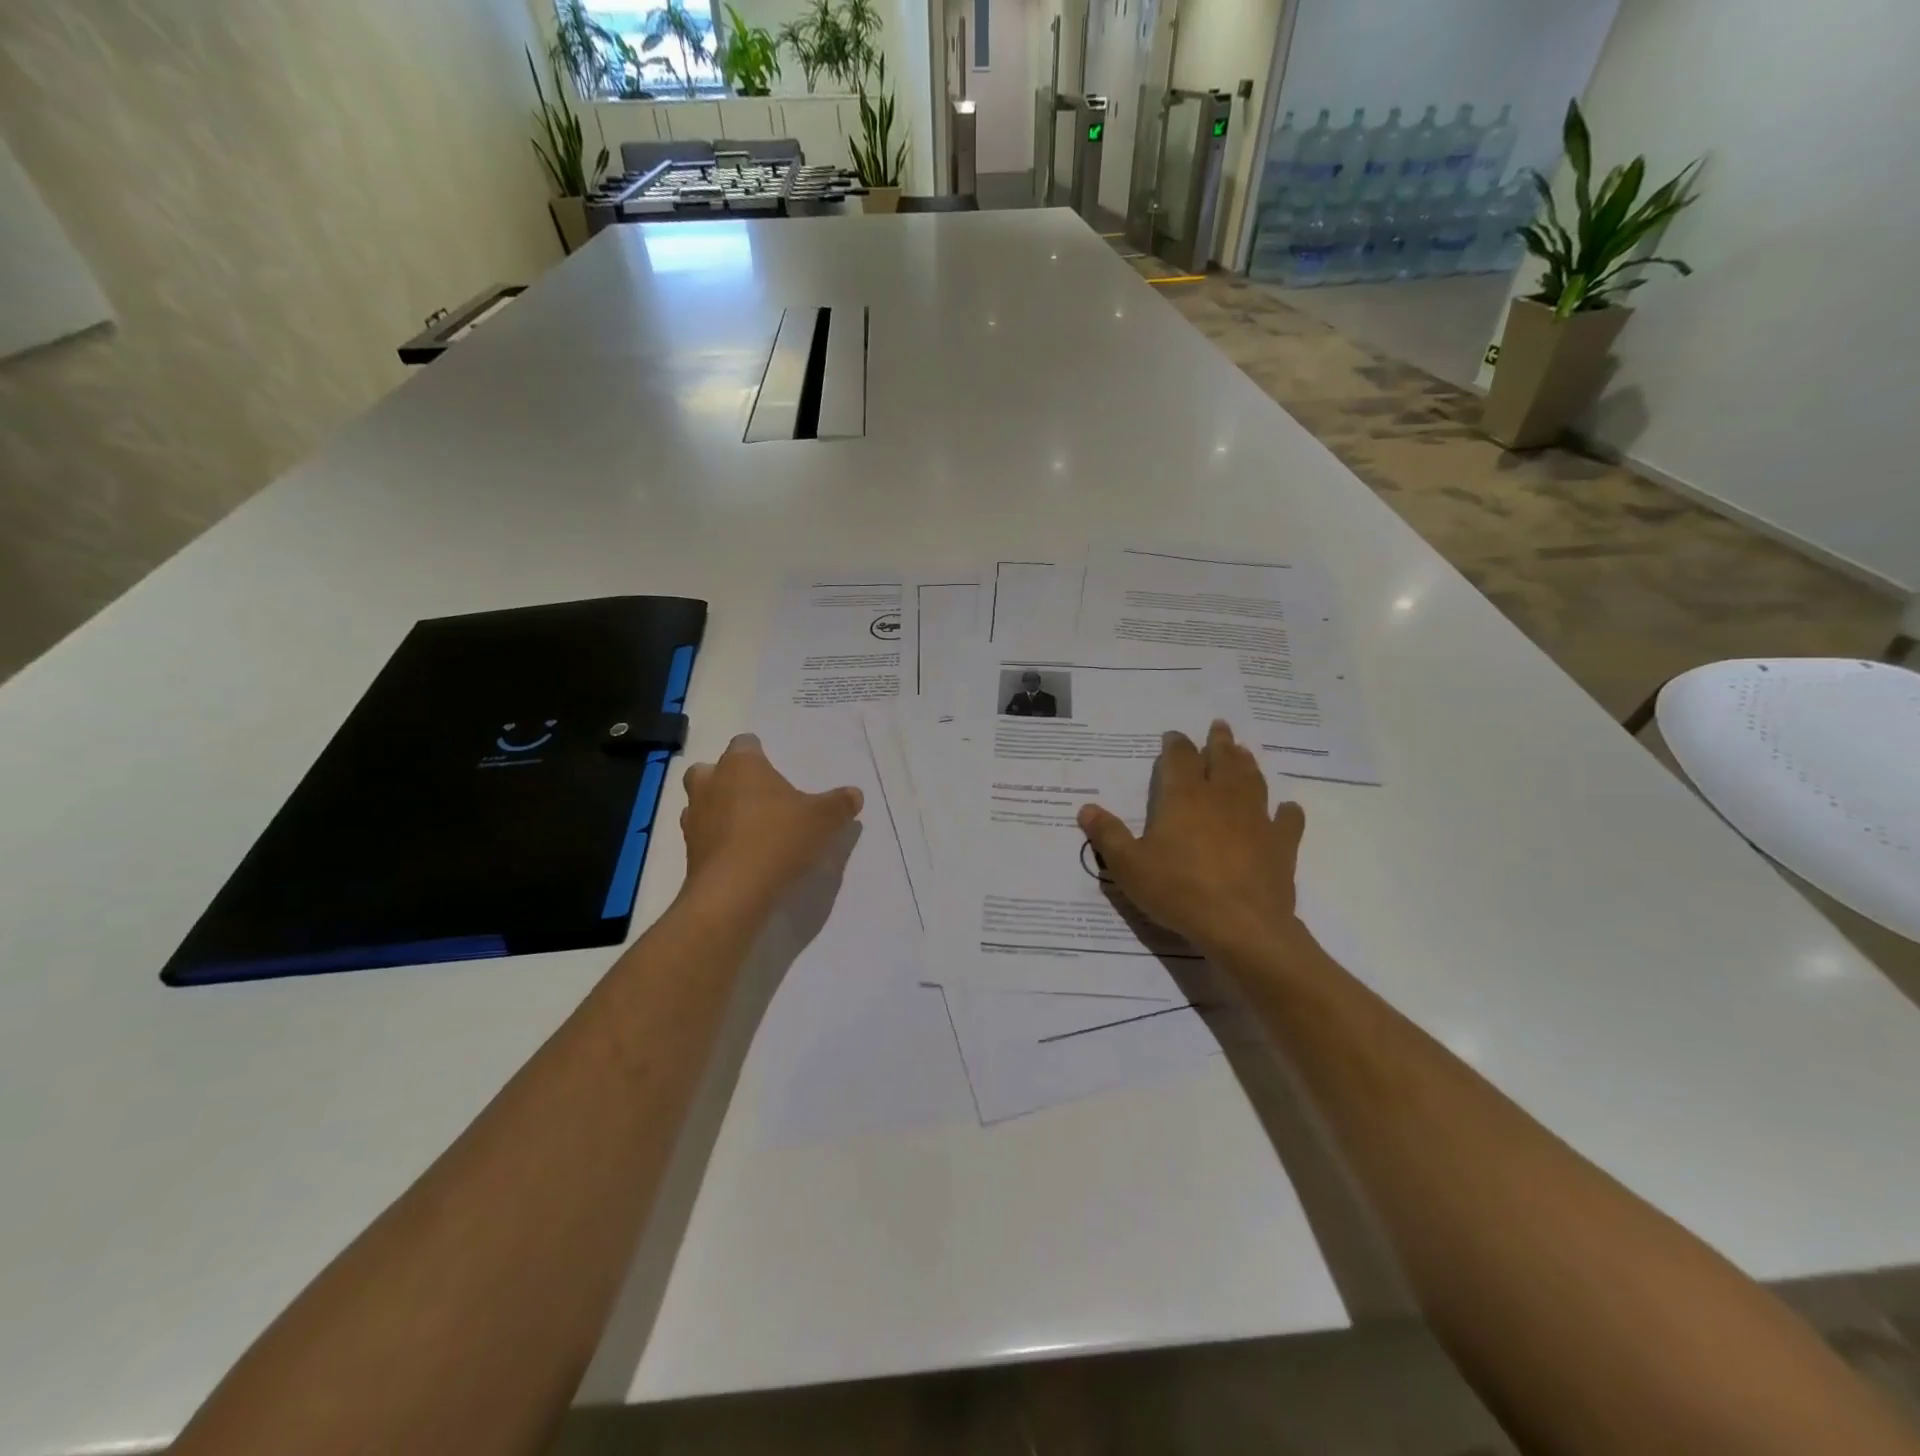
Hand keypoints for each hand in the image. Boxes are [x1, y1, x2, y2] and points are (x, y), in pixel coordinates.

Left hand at [679, 734, 863, 913]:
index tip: (774, 769)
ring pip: (701, 802)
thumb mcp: (824, 820)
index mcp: (741, 765)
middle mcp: (710, 784)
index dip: (758, 753)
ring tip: (748, 827)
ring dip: (719, 810)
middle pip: (711, 769)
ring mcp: (694, 818)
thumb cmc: (778, 839)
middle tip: (756, 795)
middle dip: (728, 778)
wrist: (732, 892)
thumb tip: (855, 794)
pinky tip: (740, 855)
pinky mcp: (689, 851)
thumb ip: (840, 804)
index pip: (745, 743)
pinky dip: (717, 840)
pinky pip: (703, 836)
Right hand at [1077, 720, 1305, 961]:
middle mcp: (1222, 798)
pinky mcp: (1281, 844)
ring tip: (1244, 753)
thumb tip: (1085, 808)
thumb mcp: (1128, 866)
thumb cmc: (1178, 890)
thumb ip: (1108, 834)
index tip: (1173, 736)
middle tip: (1220, 726)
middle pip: (1222, 759)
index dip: (1176, 744)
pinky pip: (1287, 820)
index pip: (1179, 758)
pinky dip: (1286, 812)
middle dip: (1219, 742)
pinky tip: (1286, 809)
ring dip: (1247, 764)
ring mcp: (1256, 819)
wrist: (1241, 925)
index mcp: (1184, 797)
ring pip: (1253, 781)